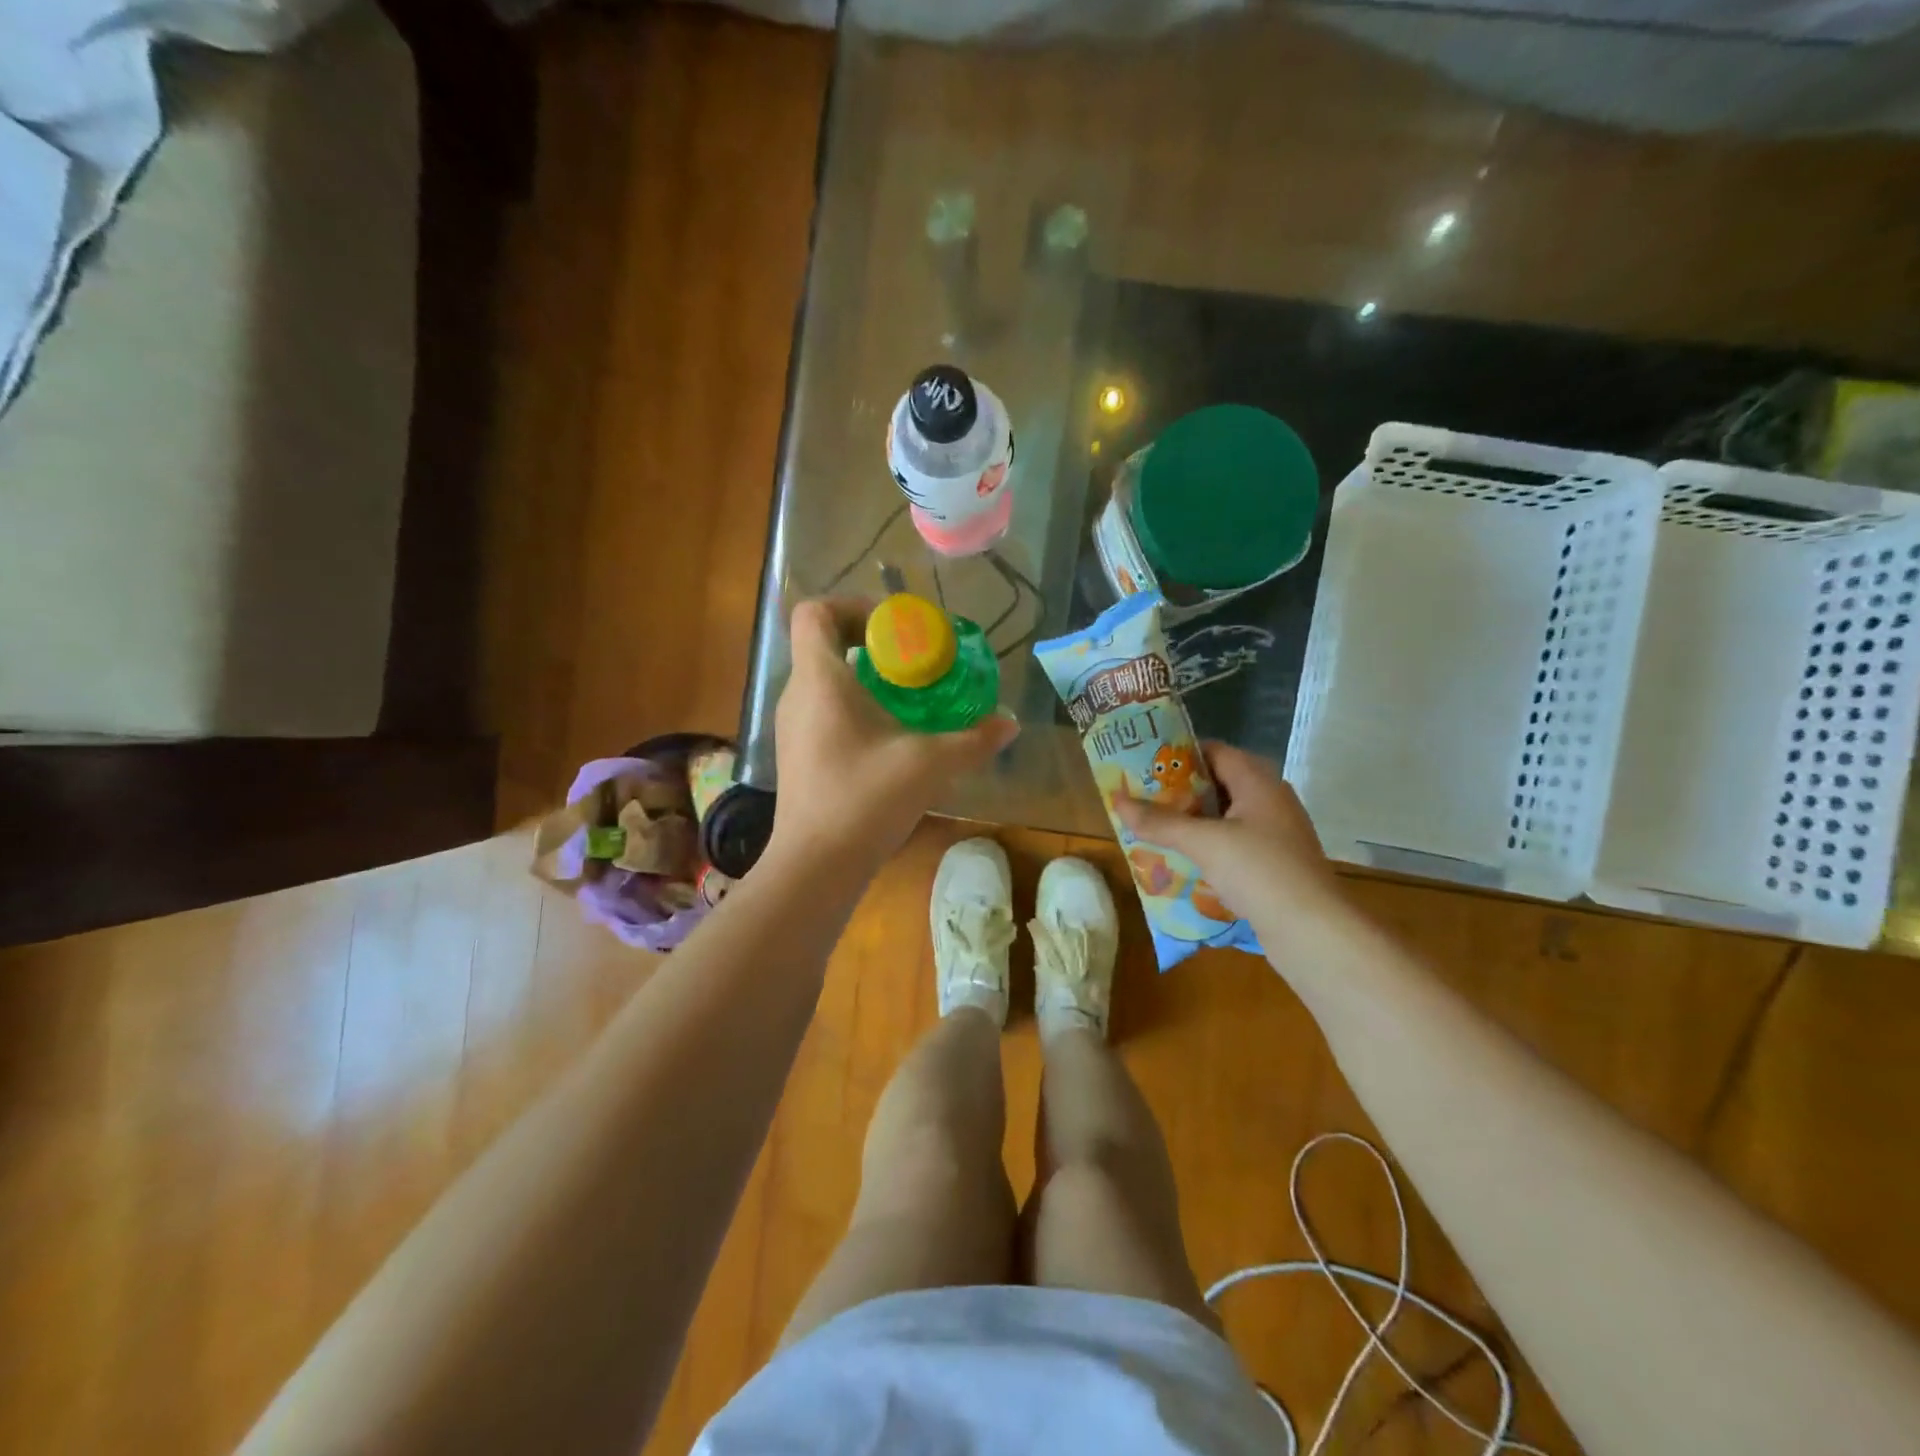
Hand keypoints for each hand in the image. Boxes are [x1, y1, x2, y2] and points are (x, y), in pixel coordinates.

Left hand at [767, 599, 1019, 875]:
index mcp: (820, 680)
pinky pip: (822, 709)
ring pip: (822, 679)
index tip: (894, 627)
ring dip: (862, 676)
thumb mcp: (929, 763)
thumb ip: (973, 739)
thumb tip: (1010, 723)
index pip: (814, 612)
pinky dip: (853, 705)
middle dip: (868, 641)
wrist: (816, 865)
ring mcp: (792, 727)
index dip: (851, 605)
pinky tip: (889, 734)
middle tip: (912, 659)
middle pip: (821, 643)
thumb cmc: (865, 799)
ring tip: (907, 695)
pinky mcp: (797, 754)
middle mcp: (797, 695)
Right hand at [1114, 742, 1338, 935]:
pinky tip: (1182, 862)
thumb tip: (1117, 801)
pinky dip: (1208, 847)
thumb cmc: (1259, 870)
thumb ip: (1160, 822)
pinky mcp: (1275, 864)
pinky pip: (1234, 845)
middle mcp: (1270, 801)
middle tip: (1142, 797)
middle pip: (1219, 784)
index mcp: (1259, 782)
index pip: (1215, 751)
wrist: (1313, 931)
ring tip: (1153, 828)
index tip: (1145, 762)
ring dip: (1192, 822)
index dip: (1180, 753)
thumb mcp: (1203, 842)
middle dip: (1180, 791)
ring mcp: (1276, 834)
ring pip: (1225, 817)